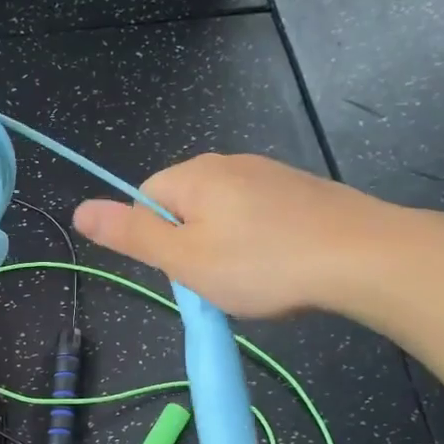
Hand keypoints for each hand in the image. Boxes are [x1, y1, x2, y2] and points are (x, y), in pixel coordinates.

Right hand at [73, 154, 408, 317]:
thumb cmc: (262, 263)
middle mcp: (229, 164)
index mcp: (194, 176)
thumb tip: (79, 209)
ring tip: (253, 279)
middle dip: (191, 246)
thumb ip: (130, 234)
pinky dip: (260, 244)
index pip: (145, 201)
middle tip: (217, 280)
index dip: (155, 242)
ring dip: (226, 249)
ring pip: (223, 216)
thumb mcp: (183, 258)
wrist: (364, 258)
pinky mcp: (302, 192)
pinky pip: (259, 218)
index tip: (183, 270)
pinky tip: (281, 267)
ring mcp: (270, 174)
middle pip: (184, 208)